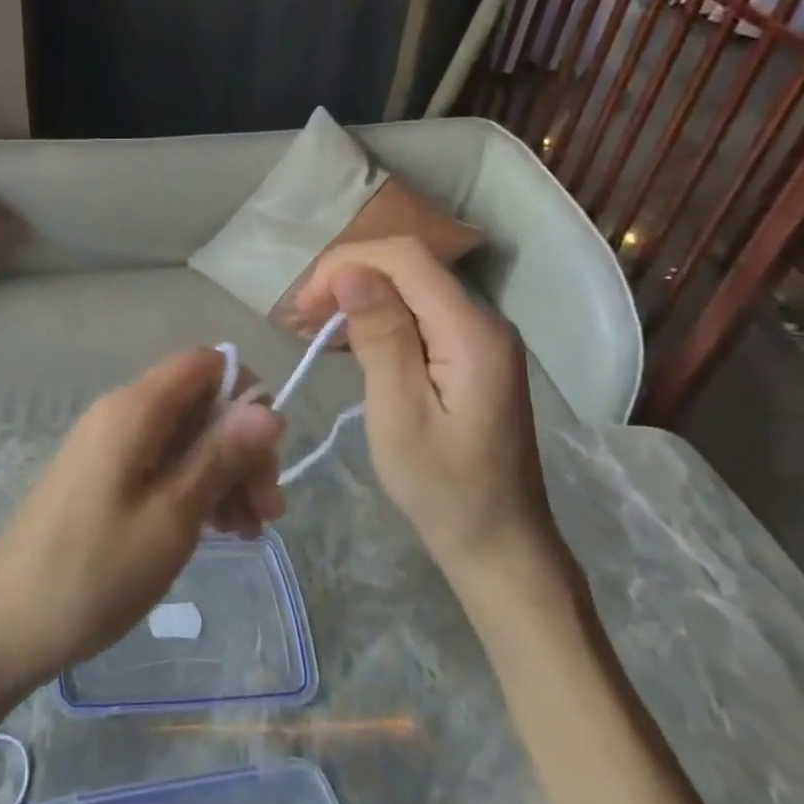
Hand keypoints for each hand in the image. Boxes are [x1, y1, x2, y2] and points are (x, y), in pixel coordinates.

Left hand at [0, 350, 284, 692]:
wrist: (8, 622)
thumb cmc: (96, 572)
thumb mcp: (172, 517)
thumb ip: (220, 456)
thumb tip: (268, 407)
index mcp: (134, 408)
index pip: (204, 363)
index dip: (244, 394)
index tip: (269, 452)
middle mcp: (119, 413)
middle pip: (198, 403)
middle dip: (241, 446)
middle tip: (268, 511)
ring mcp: (107, 445)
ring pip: (183, 437)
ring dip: (223, 473)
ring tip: (248, 532)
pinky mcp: (102, 476)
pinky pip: (160, 462)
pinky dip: (193, 487)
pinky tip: (217, 531)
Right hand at [293, 237, 559, 585]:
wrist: (500, 544)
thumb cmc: (443, 488)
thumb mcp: (400, 413)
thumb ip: (380, 337)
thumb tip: (350, 273)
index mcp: (472, 332)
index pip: (406, 258)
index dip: (348, 263)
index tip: (306, 304)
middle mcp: (483, 320)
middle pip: (408, 266)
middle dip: (348, 276)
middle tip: (303, 317)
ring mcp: (480, 337)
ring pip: (410, 286)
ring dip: (359, 294)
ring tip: (315, 326)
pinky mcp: (470, 354)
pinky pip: (419, 312)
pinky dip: (377, 314)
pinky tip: (349, 338)